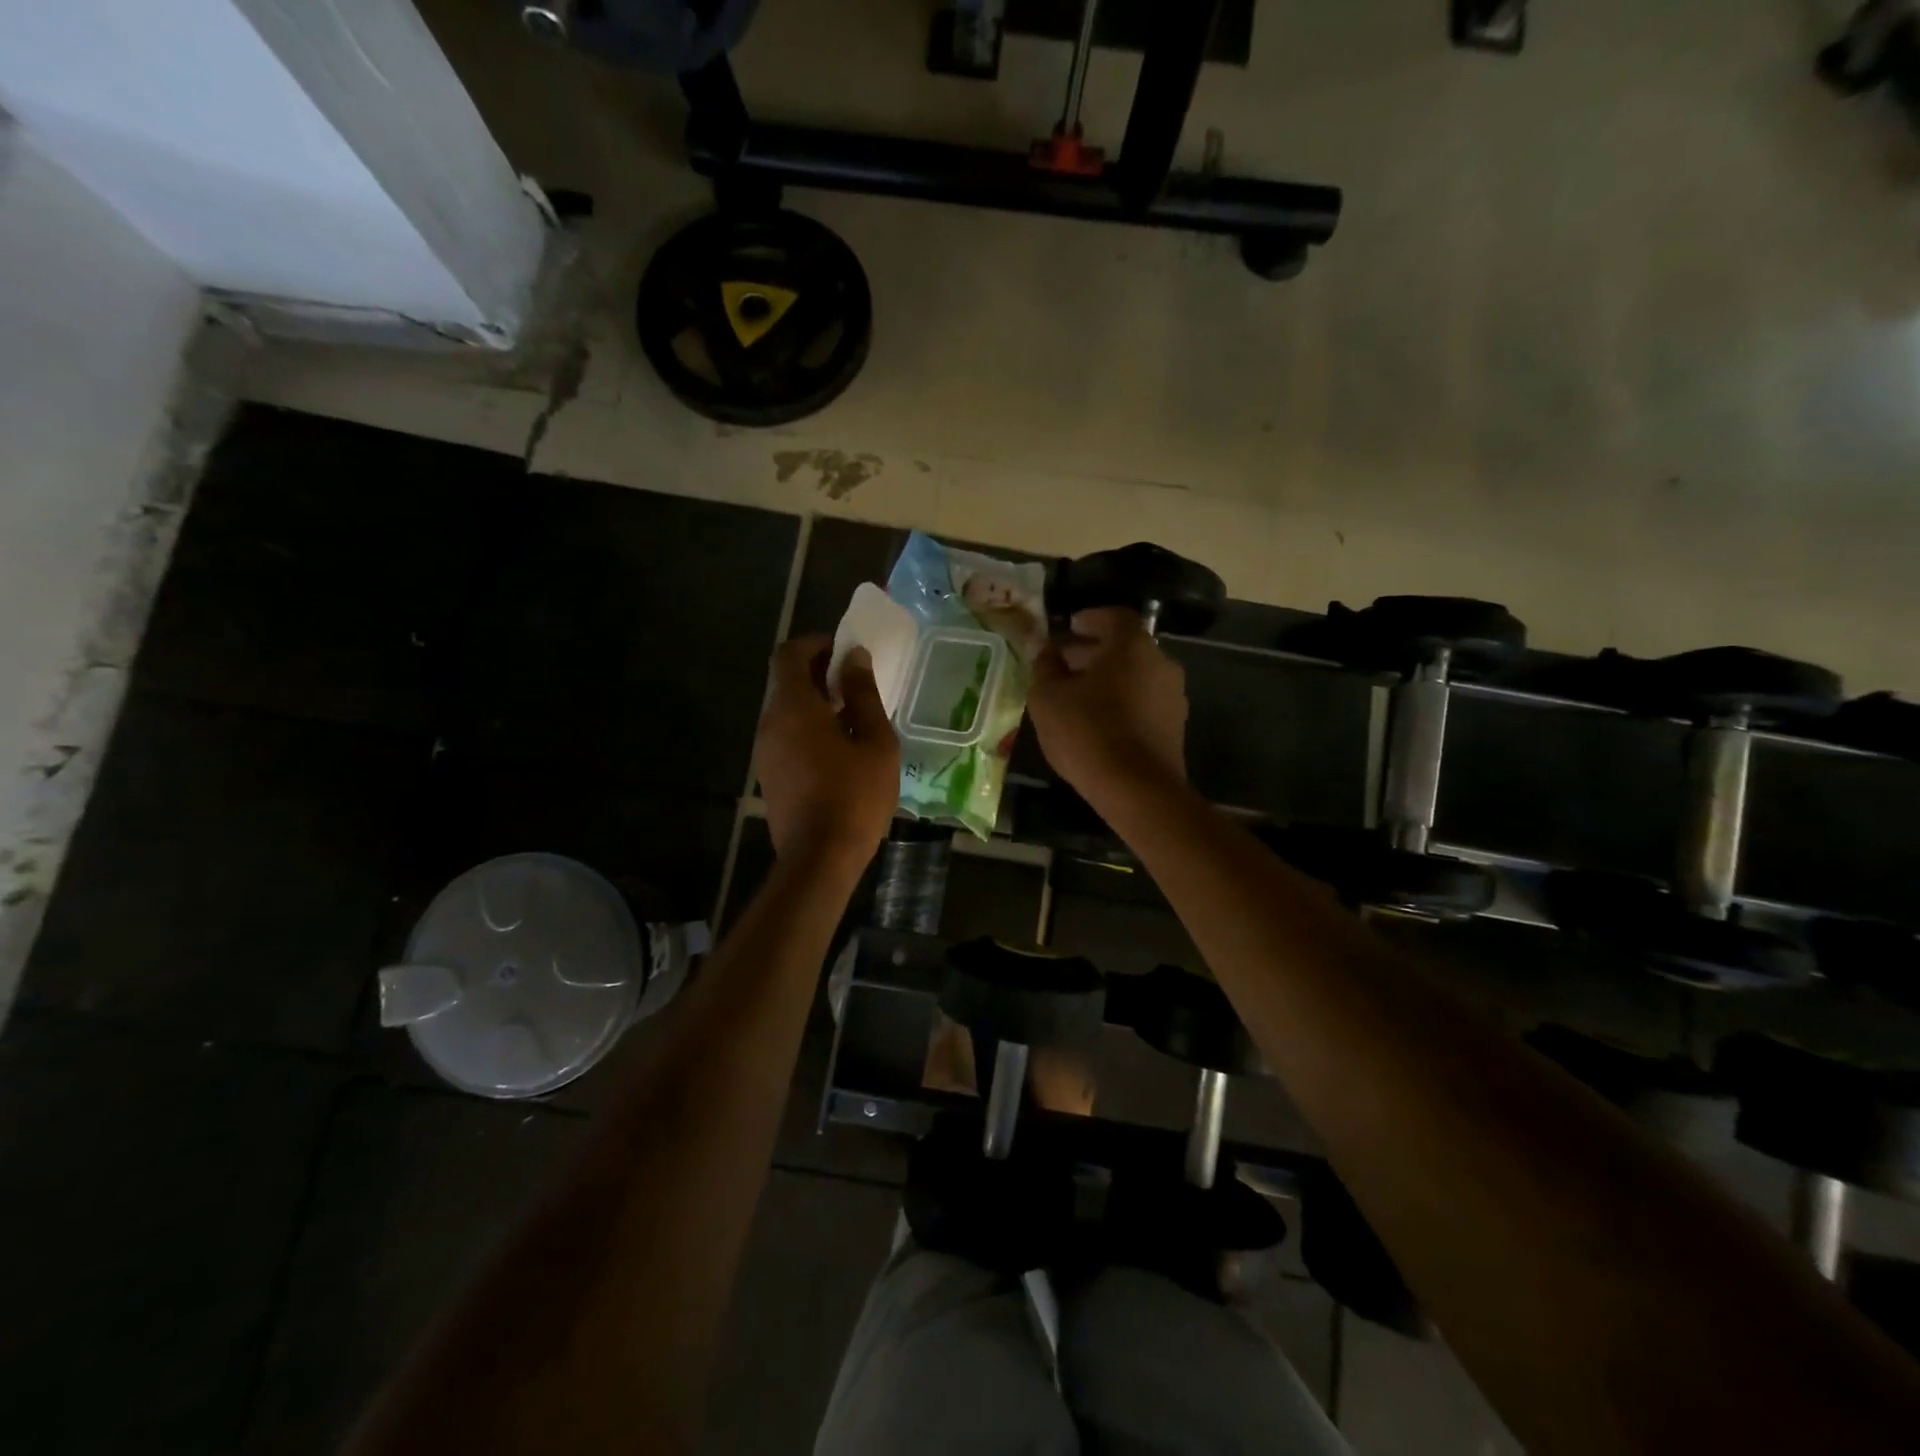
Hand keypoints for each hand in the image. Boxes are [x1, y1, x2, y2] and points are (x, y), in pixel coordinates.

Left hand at [755, 635, 899, 868]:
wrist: (820, 858)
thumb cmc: (855, 795)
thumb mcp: (874, 741)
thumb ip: (863, 694)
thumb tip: (855, 658)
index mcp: (793, 707)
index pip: (789, 654)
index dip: (814, 644)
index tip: (843, 649)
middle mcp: (770, 723)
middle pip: (786, 682)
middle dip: (818, 673)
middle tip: (855, 682)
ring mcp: (765, 751)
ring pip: (786, 711)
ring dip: (814, 703)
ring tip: (853, 717)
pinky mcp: (769, 775)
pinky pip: (786, 736)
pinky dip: (808, 728)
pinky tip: (839, 749)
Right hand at [1027, 607, 1187, 805]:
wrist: (1138, 790)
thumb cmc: (1088, 733)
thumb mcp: (1048, 698)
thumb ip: (1045, 667)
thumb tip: (1045, 650)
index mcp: (1132, 646)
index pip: (1114, 616)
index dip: (1089, 618)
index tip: (1068, 627)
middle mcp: (1160, 663)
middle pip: (1125, 647)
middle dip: (1092, 651)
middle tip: (1063, 663)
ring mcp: (1172, 696)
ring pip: (1135, 675)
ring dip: (1107, 678)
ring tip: (1075, 695)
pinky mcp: (1174, 726)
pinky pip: (1143, 700)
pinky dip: (1121, 700)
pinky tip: (1097, 720)